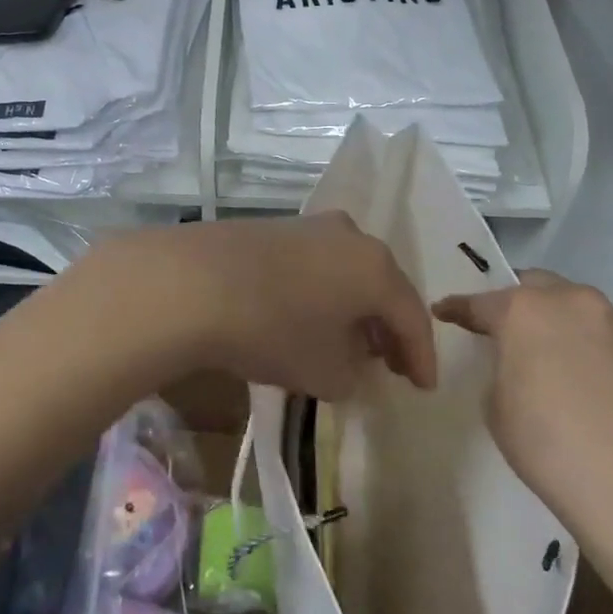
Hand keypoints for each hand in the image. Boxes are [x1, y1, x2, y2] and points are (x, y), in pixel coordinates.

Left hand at [81, 214, 436, 400]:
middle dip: (388, 328)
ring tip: (349, 341)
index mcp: (375, 268)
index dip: (421, 357)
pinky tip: (307, 316)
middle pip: (382, 287)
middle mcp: (349, 236)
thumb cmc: (272, 330)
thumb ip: (353, 375)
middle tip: (390, 364)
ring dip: (354, 308)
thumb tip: (355, 366)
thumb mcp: (324, 371)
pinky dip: (322, 293)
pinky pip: (314, 264)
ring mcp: (308, 226)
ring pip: (347, 272)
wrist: (190, 283)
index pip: (412, 316)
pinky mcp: (271, 228)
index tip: (422, 387)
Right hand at [433, 271, 612, 552]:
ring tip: (555, 361)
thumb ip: (504, 369)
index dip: (458, 308)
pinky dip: (596, 354)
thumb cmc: (548, 444)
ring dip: (562, 326)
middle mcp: (576, 305)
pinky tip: (595, 390)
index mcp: (526, 311)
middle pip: (539, 287)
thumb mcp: (497, 406)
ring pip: (581, 312)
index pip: (481, 302)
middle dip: (518, 303)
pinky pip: (612, 343)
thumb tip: (524, 366)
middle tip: (504, 329)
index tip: (444, 311)